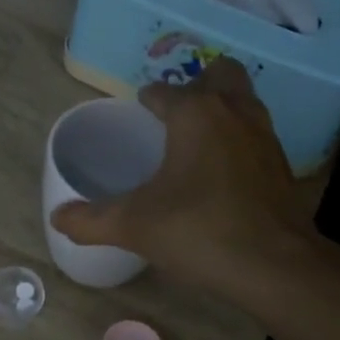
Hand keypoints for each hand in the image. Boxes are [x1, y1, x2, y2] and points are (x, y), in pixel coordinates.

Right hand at [49, 58, 316, 292]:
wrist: (275, 266)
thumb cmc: (199, 231)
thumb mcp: (134, 226)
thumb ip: (91, 220)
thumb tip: (57, 218)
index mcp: (195, 113)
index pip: (165, 91)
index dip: (148, 100)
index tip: (138, 112)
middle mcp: (234, 112)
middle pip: (219, 74)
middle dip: (197, 84)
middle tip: (174, 115)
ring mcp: (265, 137)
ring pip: (244, 101)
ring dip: (222, 108)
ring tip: (195, 140)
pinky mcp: (283, 165)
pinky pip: (256, 134)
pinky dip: (238, 140)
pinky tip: (222, 173)